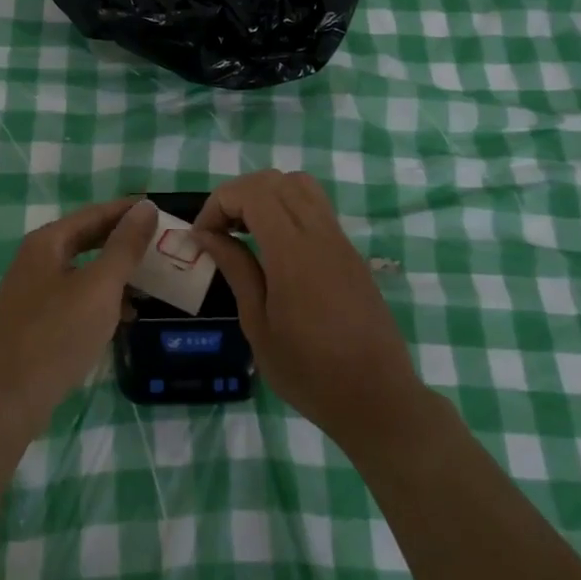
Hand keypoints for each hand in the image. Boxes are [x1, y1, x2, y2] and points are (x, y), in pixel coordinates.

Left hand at [0, 198, 157, 436]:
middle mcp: (35, 260)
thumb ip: (124, 246)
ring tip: (149, 280)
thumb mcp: (100, 287)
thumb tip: (145, 207)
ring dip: (114, 272)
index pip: (94, 213)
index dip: (127, 211)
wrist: (6, 400)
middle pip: (86, 239)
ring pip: (81, 270)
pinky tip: (123, 316)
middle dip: (122, 241)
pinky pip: (74, 296)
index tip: (160, 210)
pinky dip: (100, 299)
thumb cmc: (56, 335)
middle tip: (159, 244)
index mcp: (46, 242)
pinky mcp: (33, 321)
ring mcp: (31, 292)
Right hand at [194, 171, 426, 451]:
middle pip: (275, 180)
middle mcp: (320, 234)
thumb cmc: (309, 372)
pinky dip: (287, 208)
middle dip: (238, 195)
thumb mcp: (258, 325)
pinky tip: (275, 247)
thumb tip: (207, 235)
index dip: (219, 203)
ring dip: (266, 196)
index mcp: (293, 253)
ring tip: (247, 231)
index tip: (202, 237)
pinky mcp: (350, 252)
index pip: (252, 192)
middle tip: (220, 231)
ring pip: (300, 185)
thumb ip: (236, 270)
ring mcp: (340, 240)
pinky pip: (316, 207)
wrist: (378, 399)